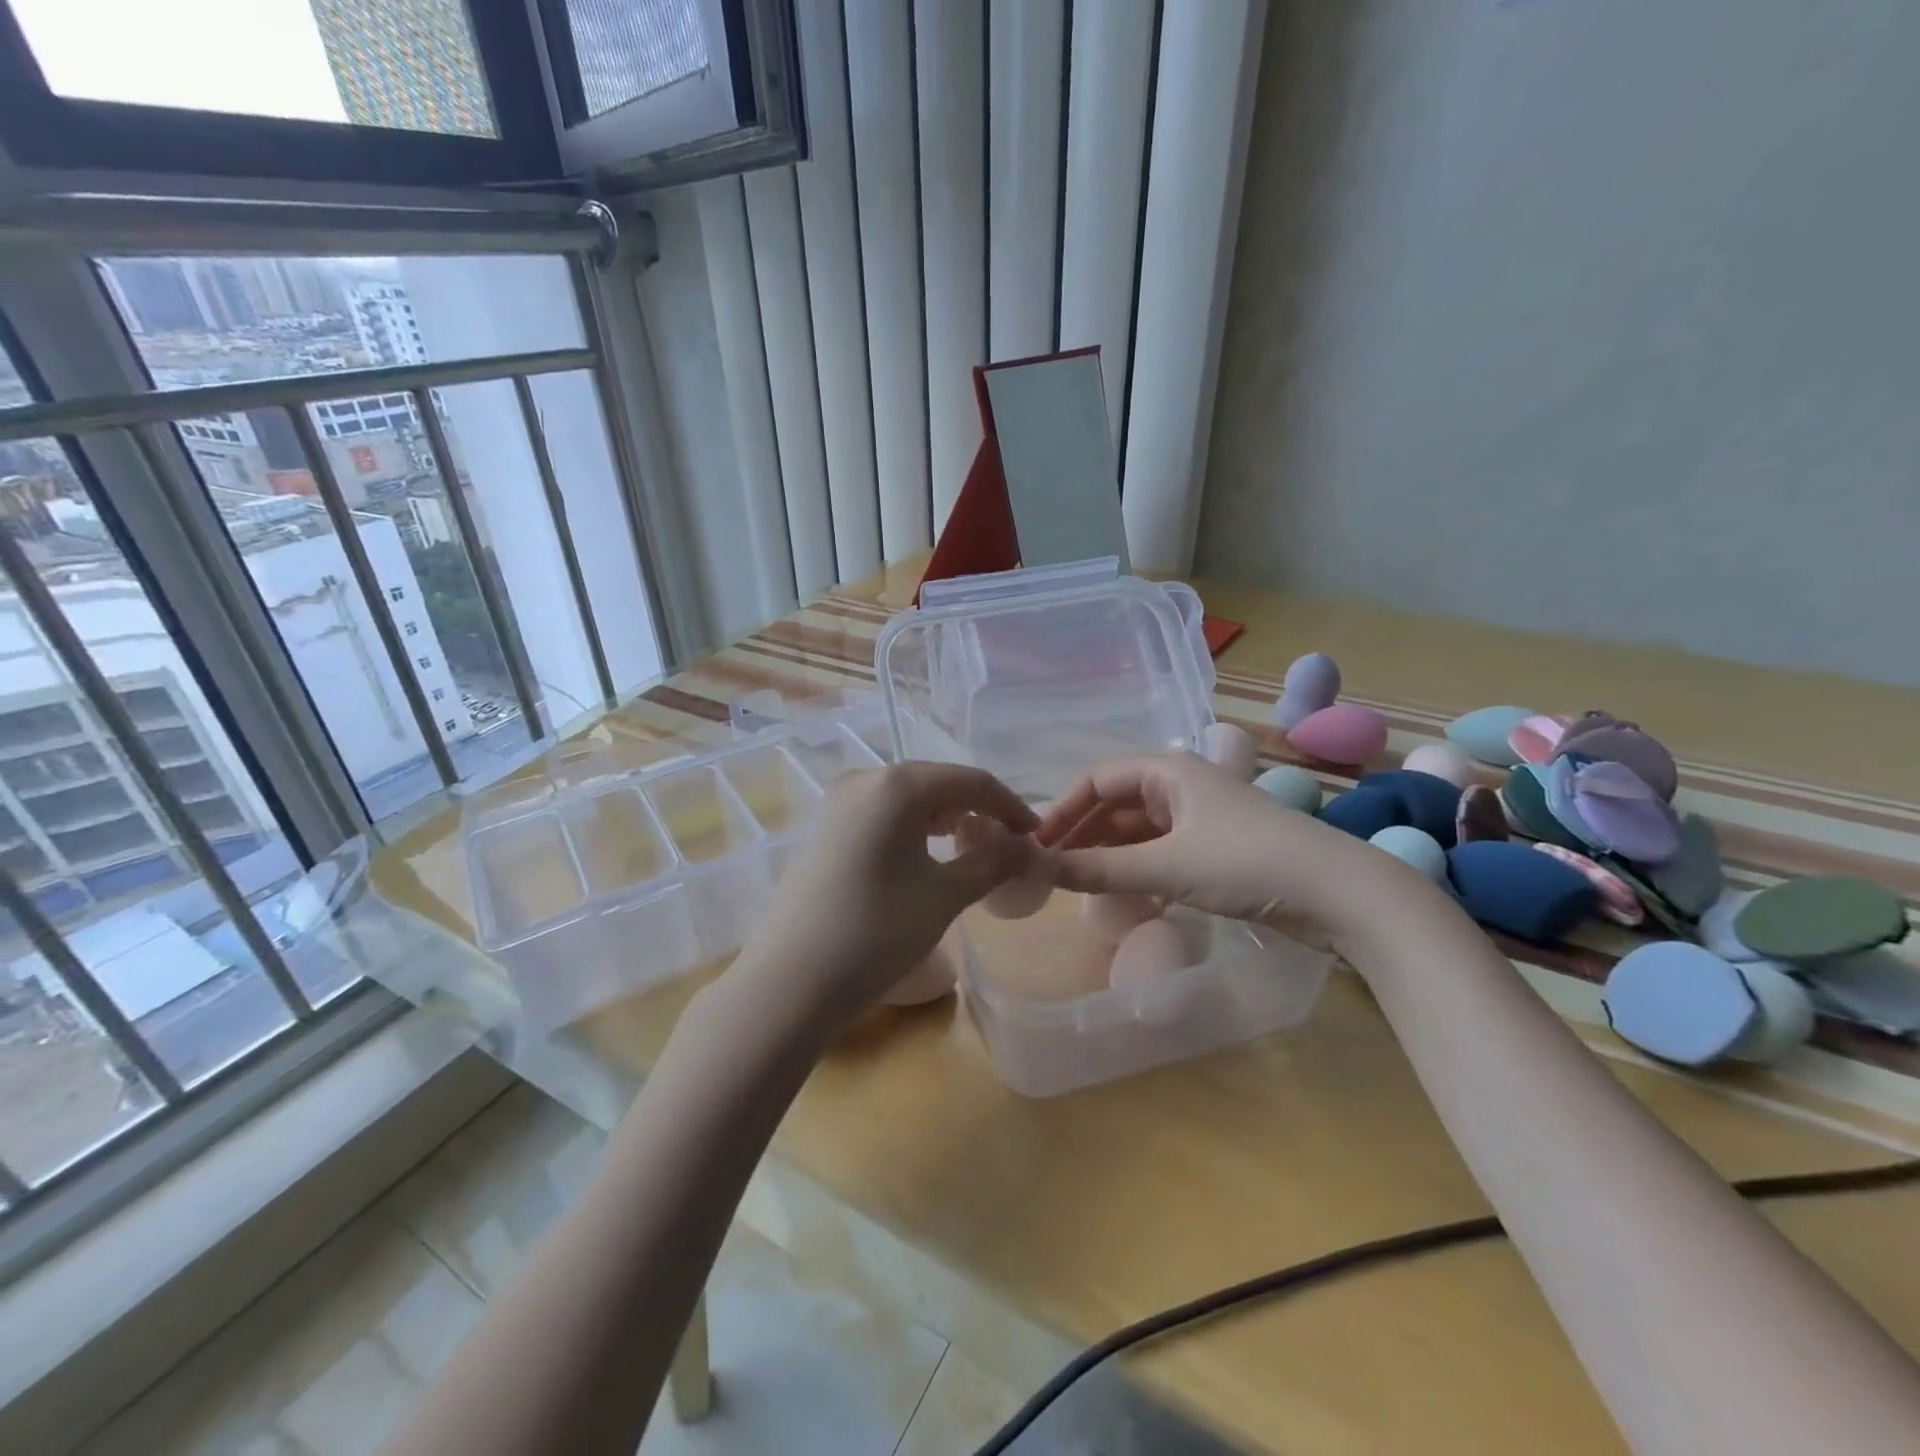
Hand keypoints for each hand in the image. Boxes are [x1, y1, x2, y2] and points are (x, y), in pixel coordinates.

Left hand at [726, 761, 1037, 1037]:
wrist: (792, 980)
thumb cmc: (877, 932)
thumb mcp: (944, 896)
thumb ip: (991, 862)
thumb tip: (1026, 846)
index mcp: (897, 785)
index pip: (970, 781)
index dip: (1009, 805)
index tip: (1035, 835)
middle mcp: (864, 779)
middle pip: (937, 783)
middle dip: (977, 809)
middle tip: (1006, 842)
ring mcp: (838, 803)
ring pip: (908, 798)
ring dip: (945, 817)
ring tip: (971, 846)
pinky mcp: (826, 828)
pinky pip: (882, 814)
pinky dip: (913, 827)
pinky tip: (926, 853)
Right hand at [1033, 752, 1393, 948]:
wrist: (1341, 893)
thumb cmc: (1247, 862)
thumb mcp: (1168, 866)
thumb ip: (1101, 869)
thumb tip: (1039, 868)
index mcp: (1168, 771)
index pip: (1098, 779)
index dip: (1063, 809)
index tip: (1037, 844)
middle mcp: (1182, 785)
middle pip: (1116, 803)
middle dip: (1083, 833)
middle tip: (1050, 868)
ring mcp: (1202, 817)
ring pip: (1138, 829)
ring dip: (1108, 852)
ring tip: (1076, 883)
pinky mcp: (1218, 848)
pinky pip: (1161, 850)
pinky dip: (1136, 867)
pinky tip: (1121, 891)